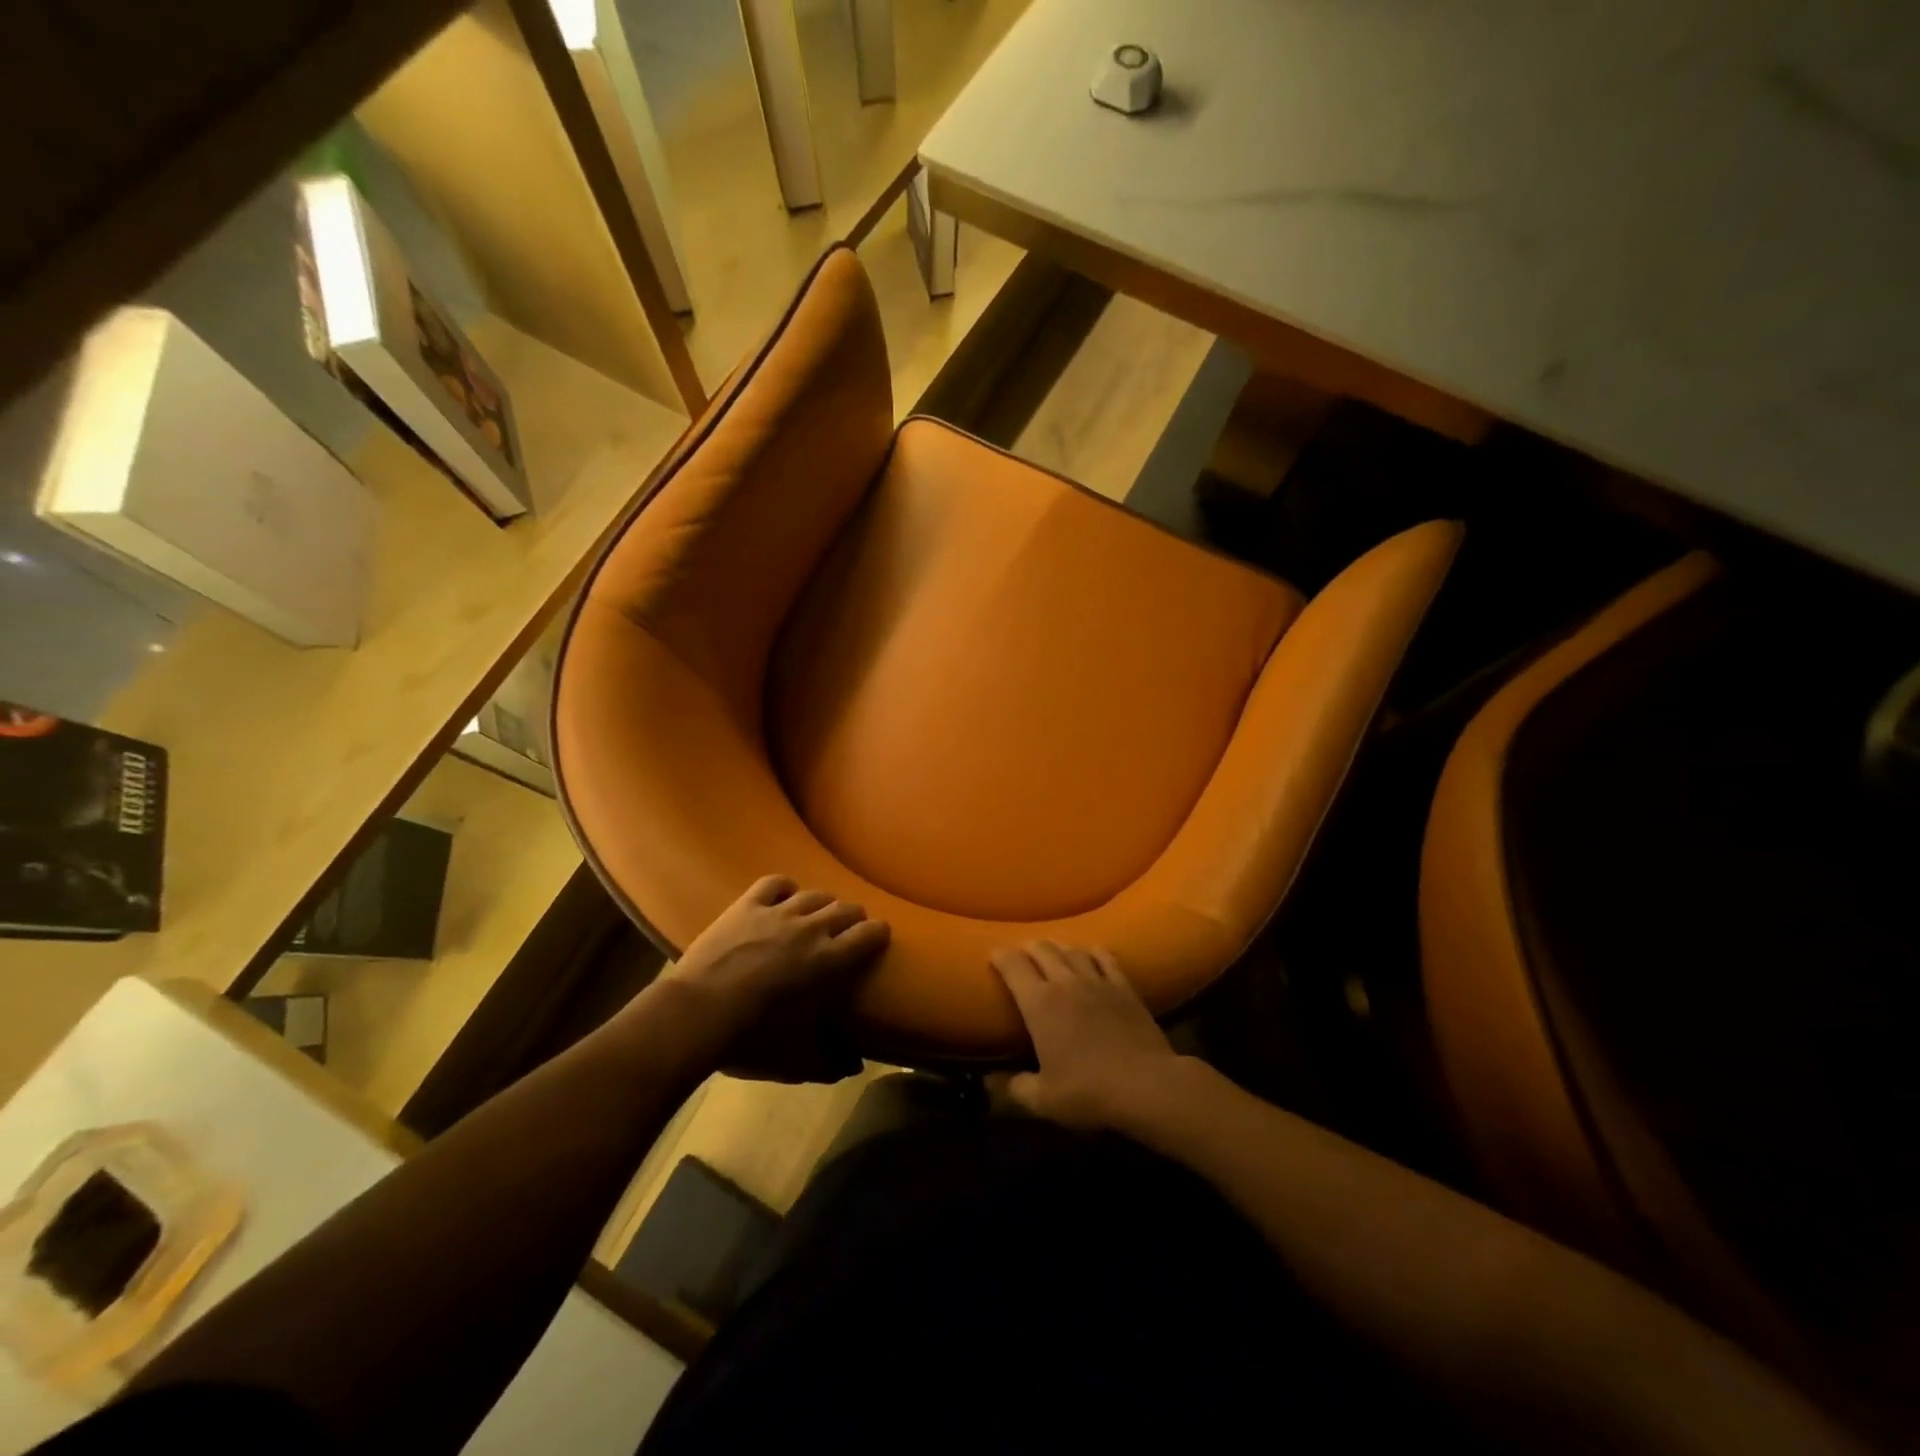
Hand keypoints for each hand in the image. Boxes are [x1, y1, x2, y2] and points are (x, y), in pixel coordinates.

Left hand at [659, 875, 889, 1083]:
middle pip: (845, 908)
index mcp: (829, 960)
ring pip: (814, 894)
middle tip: (849, 931)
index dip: (878, 933)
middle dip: (854, 917)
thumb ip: (830, 1063)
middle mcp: (810, 928)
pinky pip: (774, 884)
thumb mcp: (796, 1061)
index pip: (868, 933)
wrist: (697, 1014)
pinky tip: (784, 896)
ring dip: (823, 903)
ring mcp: (777, 912)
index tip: (879, 937)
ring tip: (819, 914)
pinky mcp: (747, 906)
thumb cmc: (752, 1038)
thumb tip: (855, 1066)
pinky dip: (784, 888)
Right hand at [991, 941, 1179, 1129]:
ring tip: (1053, 950)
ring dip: (1059, 947)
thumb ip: (1015, 1087)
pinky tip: (1093, 952)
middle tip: (1023, 953)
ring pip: (1073, 950)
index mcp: (1039, 1004)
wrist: (1146, 1085)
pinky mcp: (1124, 987)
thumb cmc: (1088, 1091)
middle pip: (1043, 950)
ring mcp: (1097, 981)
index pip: (1013, 966)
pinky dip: (1095, 952)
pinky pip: (1107, 959)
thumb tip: (991, 1082)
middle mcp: (1065, 982)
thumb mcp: (1043, 1100)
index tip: (994, 954)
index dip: (1001, 956)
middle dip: (1029, 948)